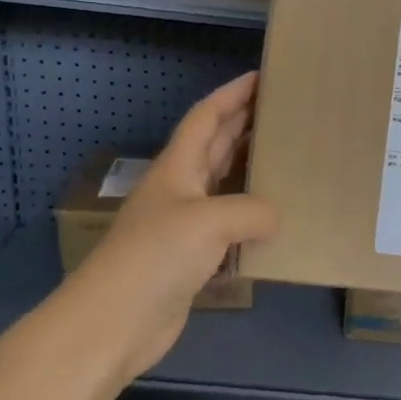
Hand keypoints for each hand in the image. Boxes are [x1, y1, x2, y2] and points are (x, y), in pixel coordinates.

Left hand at [65, 72, 278, 381]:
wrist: (113, 323)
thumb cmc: (156, 256)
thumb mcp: (210, 221)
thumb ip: (252, 211)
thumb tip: (277, 217)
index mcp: (178, 167)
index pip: (206, 117)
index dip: (232, 94)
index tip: (262, 76)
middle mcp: (181, 189)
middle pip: (216, 145)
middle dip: (245, 124)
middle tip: (284, 111)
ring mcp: (184, 224)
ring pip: (224, 184)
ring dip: (251, 168)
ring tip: (287, 157)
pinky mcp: (191, 258)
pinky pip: (229, 225)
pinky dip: (251, 217)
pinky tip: (275, 220)